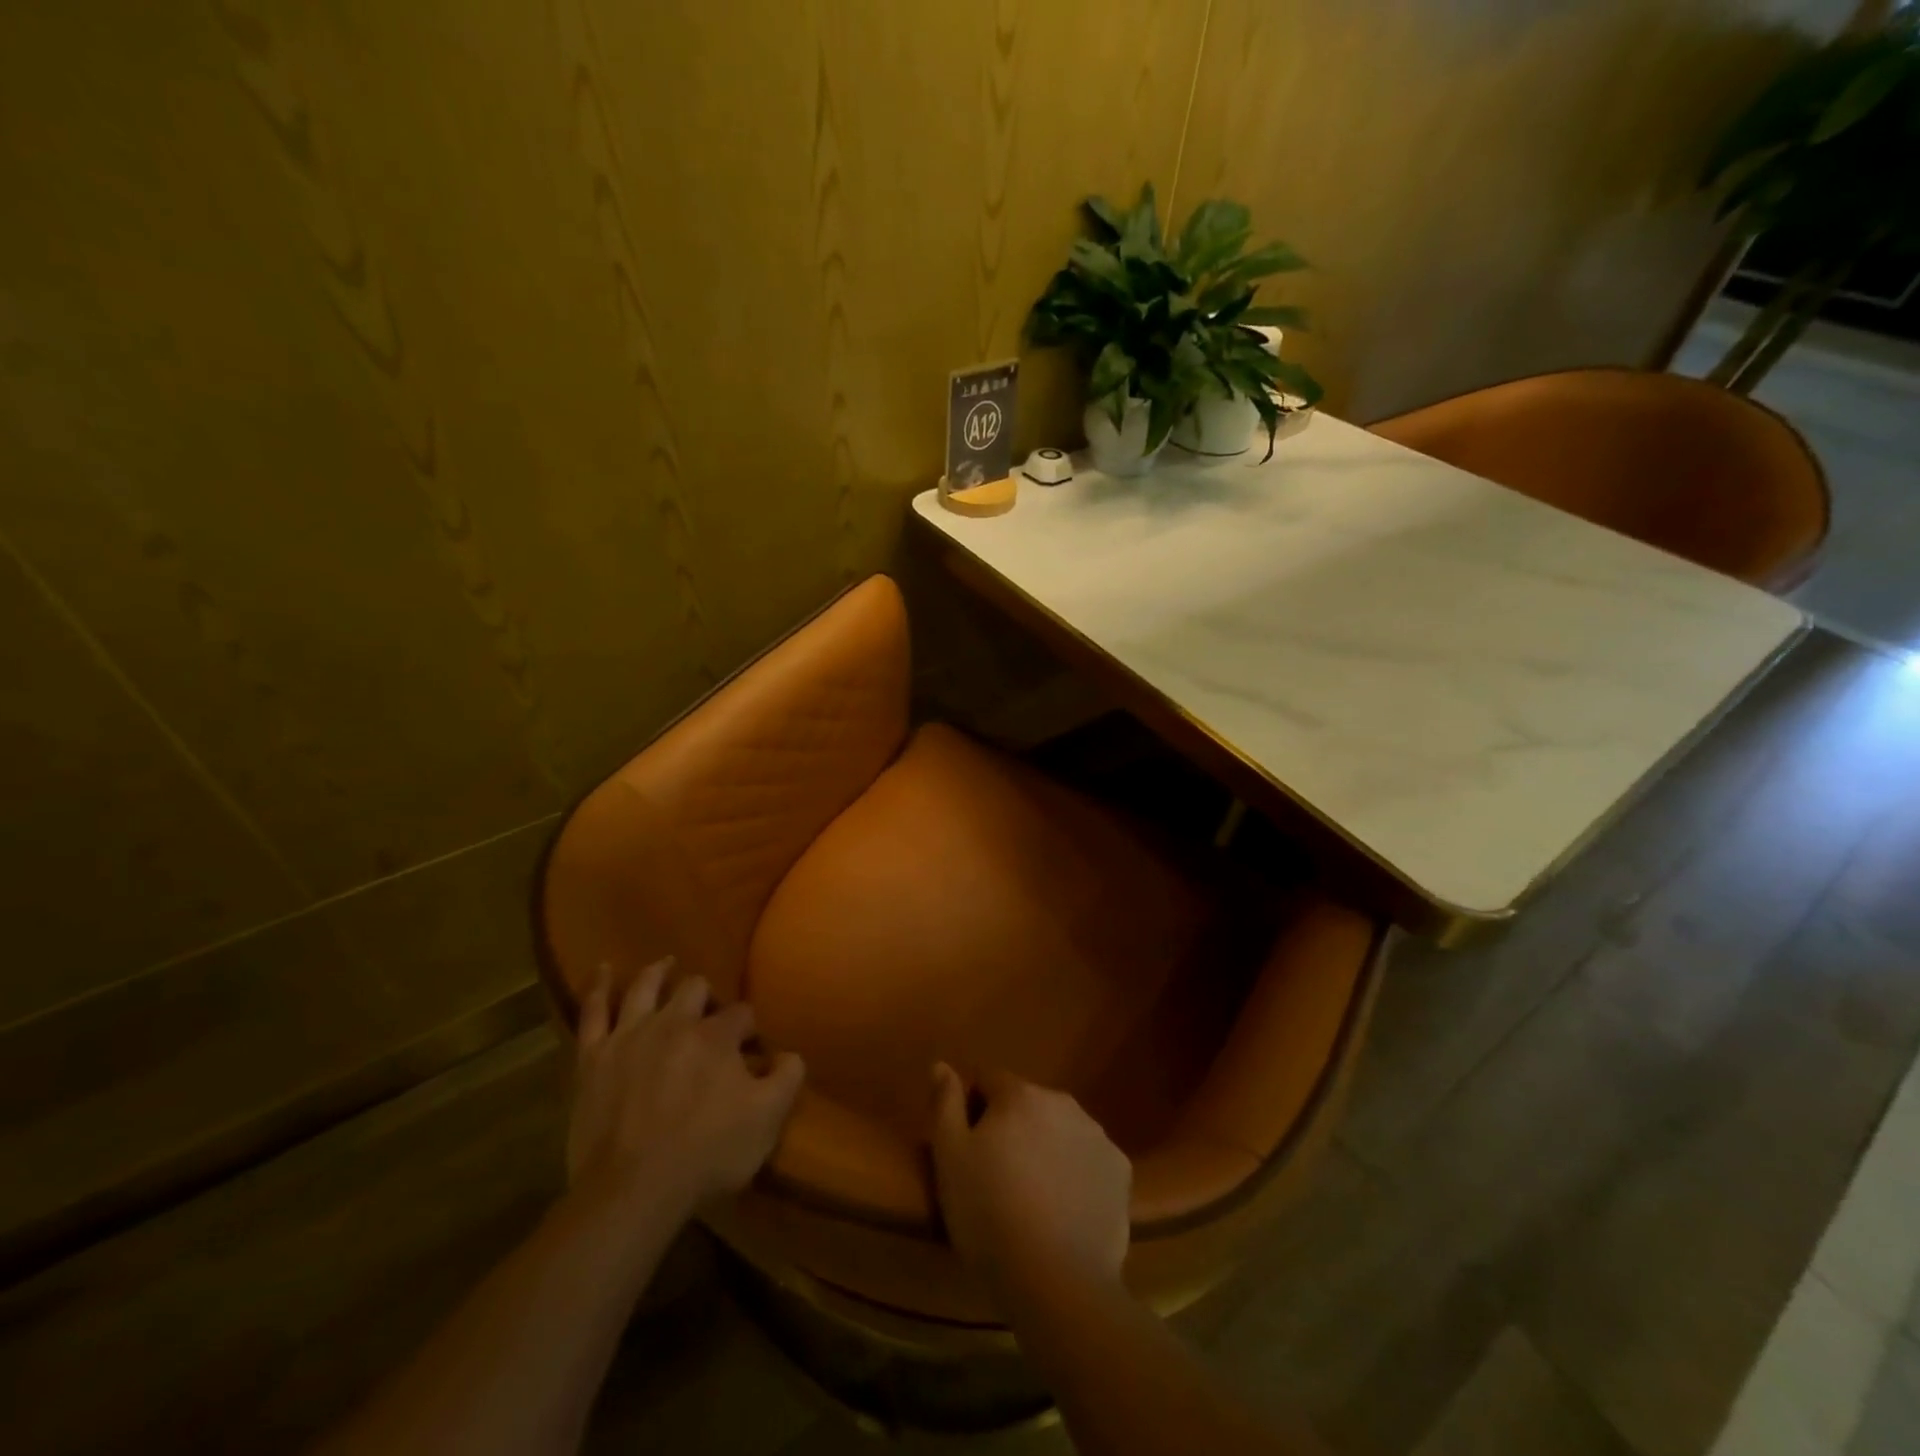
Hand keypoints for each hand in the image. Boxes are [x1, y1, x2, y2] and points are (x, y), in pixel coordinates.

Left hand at [567, 957, 803, 1223]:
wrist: (631, 1191)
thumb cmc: (706, 1155)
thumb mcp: (767, 1120)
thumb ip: (787, 1078)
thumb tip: (790, 1053)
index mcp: (717, 1036)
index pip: (741, 1014)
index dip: (749, 1028)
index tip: (751, 1048)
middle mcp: (674, 1023)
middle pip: (694, 990)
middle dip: (706, 996)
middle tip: (710, 1013)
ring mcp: (630, 1036)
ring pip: (646, 987)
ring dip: (659, 973)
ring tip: (666, 964)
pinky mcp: (593, 1057)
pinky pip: (593, 1011)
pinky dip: (600, 987)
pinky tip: (605, 969)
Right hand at [929, 1064, 1130, 1303]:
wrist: (1058, 1283)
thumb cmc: (990, 1215)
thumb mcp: (950, 1159)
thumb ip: (944, 1104)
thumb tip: (942, 1065)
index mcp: (1020, 1095)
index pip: (989, 1079)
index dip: (974, 1106)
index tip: (968, 1147)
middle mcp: (1063, 1103)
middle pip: (1028, 1103)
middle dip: (1013, 1127)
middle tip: (998, 1175)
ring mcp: (1098, 1136)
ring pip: (1061, 1130)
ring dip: (1046, 1147)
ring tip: (1033, 1197)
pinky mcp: (1121, 1172)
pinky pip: (1089, 1161)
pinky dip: (1077, 1174)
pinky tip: (1065, 1210)